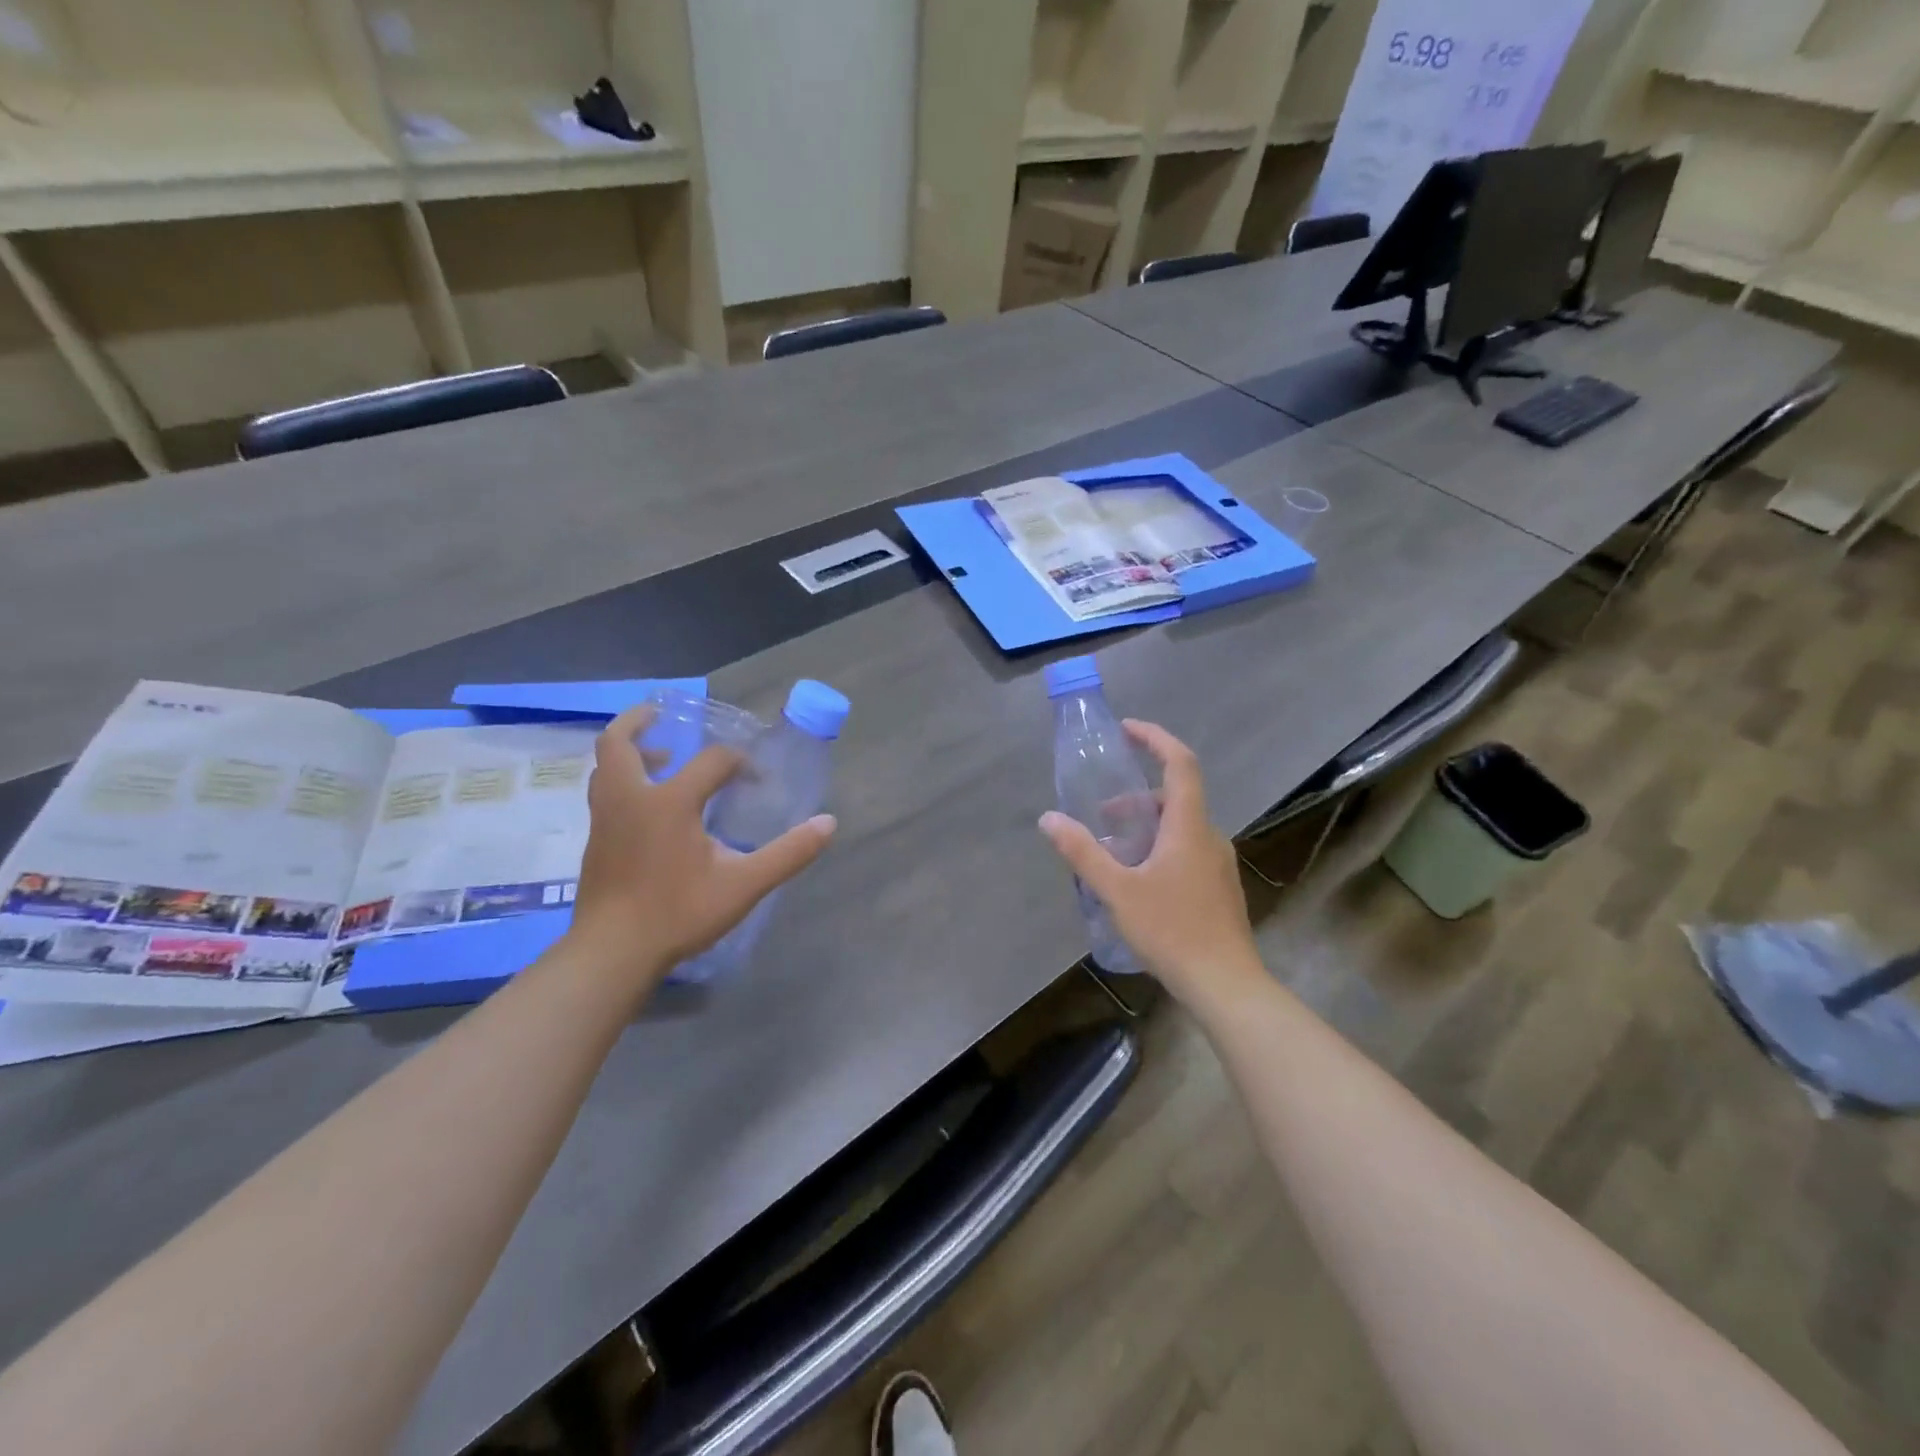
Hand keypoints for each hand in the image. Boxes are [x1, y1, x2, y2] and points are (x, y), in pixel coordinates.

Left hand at [567, 703, 835, 985]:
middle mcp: (630, 799)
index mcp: (669, 802)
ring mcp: (605, 820)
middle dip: (640, 721)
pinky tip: (647, 805)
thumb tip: (828, 823)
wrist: (612, 953)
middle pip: (619, 742)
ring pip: (605, 767)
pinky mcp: (595, 841)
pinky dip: (623, 780)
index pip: (712, 761)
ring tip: (659, 755)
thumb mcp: (744, 885)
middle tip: (662, 714)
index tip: (758, 779)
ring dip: (629, 751)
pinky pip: (604, 793)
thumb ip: (788, 853)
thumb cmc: (678, 913)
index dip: (740, 762)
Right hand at [1039, 720, 1260, 1004]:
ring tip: (1112, 853)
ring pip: (1180, 826)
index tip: (1127, 730)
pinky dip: (1159, 847)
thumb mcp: (1117, 890)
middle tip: (1102, 815)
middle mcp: (1209, 836)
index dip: (1155, 738)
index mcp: (1189, 826)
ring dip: (1146, 826)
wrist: (1226, 984)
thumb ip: (1082, 852)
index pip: (1180, 763)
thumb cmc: (1172, 930)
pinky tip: (1137, 881)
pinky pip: (1186, 849)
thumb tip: (1048, 818)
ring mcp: (1218, 863)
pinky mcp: (1218, 887)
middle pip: (1175, 797)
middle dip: (1136, 796)